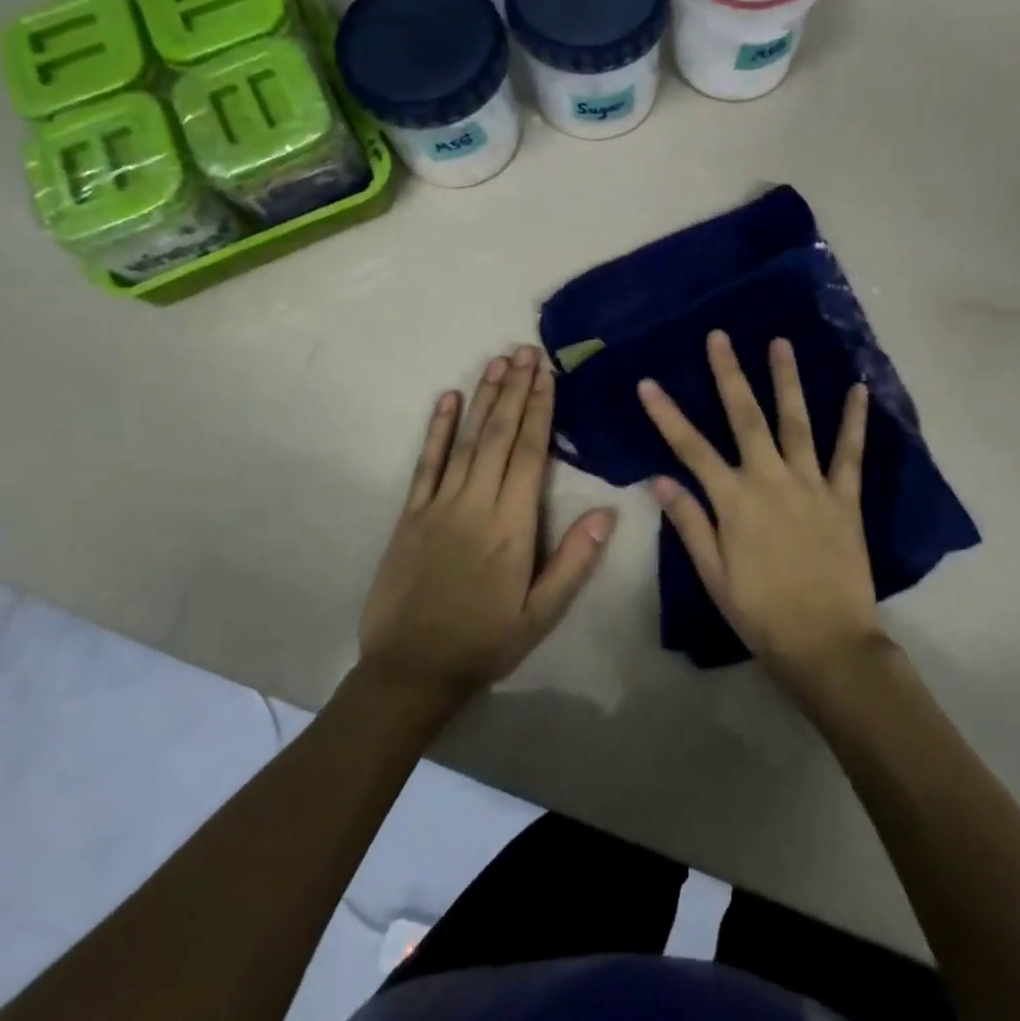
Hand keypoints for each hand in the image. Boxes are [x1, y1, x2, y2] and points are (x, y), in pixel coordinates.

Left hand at [360, 347, 615, 709]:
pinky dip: (437, 429)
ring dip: (484, 398)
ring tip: (498, 362)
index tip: (547, 374)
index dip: (540, 410)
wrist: (411, 670)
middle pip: (499, 435)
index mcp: (512, 526)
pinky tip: (447, 398)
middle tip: (525, 350)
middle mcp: (476, 504)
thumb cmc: (484, 641)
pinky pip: (426, 463)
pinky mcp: (410, 514)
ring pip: (466, 440)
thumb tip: (609, 512)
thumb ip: (574, 561)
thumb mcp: (542, 614)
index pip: (530, 454)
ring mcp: (439, 505)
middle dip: (515, 390)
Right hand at [638, 331, 886, 694]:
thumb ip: (689, 523)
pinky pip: (850, 453)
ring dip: (787, 380)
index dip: (667, 414)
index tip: (648, 383)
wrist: (827, 645)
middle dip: (729, 374)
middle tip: (721, 336)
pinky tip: (858, 389)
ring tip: (781, 342)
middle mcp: (770, 480)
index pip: (691, 448)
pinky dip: (854, 420)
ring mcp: (811, 485)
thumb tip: (659, 479)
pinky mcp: (844, 498)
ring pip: (796, 422)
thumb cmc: (761, 615)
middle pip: (746, 417)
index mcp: (734, 501)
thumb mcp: (714, 576)